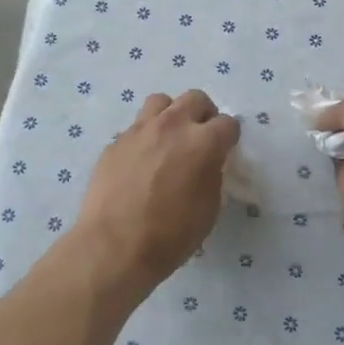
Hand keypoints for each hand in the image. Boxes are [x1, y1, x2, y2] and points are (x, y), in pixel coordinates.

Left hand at [73, 91, 240, 297]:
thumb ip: (212, 174)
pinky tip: (141, 162)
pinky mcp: (116, 141)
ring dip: (171, 115)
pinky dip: (145, 137)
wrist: (114, 245)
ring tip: (169, 139)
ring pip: (161, 102)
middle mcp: (172, 125)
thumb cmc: (170, 234)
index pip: (228, 123)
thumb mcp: (209, 208)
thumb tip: (207, 163)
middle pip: (195, 98)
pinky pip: (136, 127)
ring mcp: (140, 130)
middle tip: (200, 138)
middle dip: (203, 114)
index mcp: (203, 142)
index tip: (225, 150)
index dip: (229, 137)